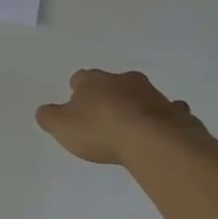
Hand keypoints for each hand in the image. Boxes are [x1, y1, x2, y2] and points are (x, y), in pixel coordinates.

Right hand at [35, 69, 203, 164]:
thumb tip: (44, 111)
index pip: (80, 78)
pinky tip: (157, 131)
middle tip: (102, 116)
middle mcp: (122, 80)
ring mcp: (151, 93)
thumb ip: (49, 117)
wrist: (152, 140)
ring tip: (129, 127)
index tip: (76, 105)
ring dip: (133, 105)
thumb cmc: (101, 131)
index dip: (77, 91)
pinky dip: (160, 117)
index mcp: (93, 81)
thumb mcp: (62, 127)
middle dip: (107, 96)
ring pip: (139, 94)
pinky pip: (164, 110)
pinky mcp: (172, 110)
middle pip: (111, 83)